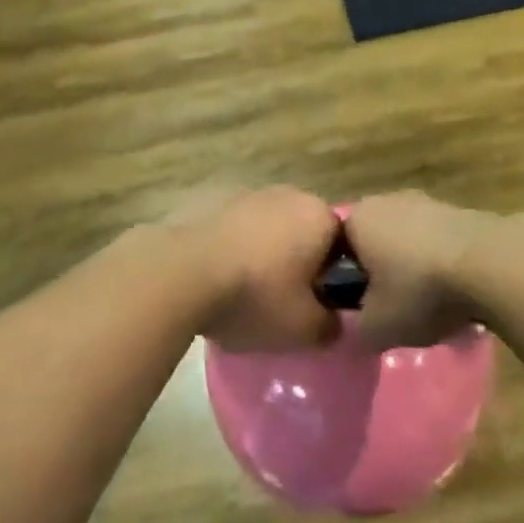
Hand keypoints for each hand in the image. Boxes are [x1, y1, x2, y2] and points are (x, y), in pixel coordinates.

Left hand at [162, 185, 340, 350]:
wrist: (179, 273)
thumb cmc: (255, 296)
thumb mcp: (304, 329)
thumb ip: (331, 326)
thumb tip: (334, 323)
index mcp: (320, 216)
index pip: (343, 247)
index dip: (332, 280)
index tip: (317, 307)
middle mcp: (289, 194)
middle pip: (305, 234)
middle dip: (298, 264)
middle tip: (283, 302)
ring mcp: (248, 193)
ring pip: (270, 230)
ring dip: (265, 255)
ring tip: (246, 293)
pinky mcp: (213, 200)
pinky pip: (237, 230)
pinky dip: (235, 249)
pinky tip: (219, 279)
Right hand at [342, 191, 508, 348]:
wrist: (490, 264)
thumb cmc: (419, 290)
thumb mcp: (376, 327)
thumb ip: (356, 329)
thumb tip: (358, 327)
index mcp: (357, 219)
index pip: (337, 250)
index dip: (347, 282)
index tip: (360, 310)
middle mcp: (387, 200)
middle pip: (375, 242)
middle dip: (382, 273)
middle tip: (393, 309)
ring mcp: (426, 201)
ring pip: (408, 241)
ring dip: (414, 268)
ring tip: (429, 304)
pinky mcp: (460, 210)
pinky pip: (439, 242)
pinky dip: (442, 263)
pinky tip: (456, 291)